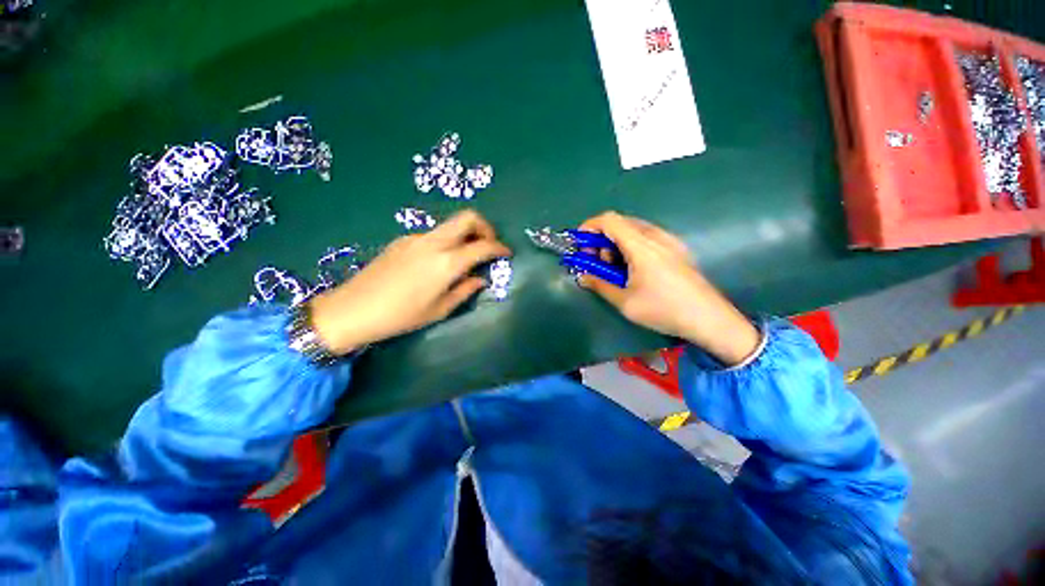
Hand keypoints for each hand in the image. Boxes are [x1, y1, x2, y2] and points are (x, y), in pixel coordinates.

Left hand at [308, 210, 510, 353]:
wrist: (353, 309)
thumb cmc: (401, 316)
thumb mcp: (440, 309)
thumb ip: (465, 290)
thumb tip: (480, 279)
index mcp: (446, 263)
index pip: (482, 246)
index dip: (499, 247)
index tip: (506, 253)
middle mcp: (433, 243)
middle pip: (467, 217)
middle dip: (485, 227)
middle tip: (488, 245)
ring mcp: (416, 238)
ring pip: (450, 226)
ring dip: (464, 236)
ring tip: (463, 259)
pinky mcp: (403, 240)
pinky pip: (433, 235)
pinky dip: (446, 243)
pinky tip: (438, 263)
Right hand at [577, 212, 760, 365]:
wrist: (710, 320)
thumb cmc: (664, 310)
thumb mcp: (625, 302)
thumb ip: (600, 285)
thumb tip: (583, 276)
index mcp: (641, 246)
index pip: (609, 220)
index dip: (590, 227)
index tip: (581, 245)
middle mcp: (656, 236)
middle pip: (621, 223)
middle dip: (602, 239)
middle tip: (599, 263)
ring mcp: (670, 241)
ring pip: (634, 230)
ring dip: (617, 244)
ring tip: (617, 269)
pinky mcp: (678, 249)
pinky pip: (648, 238)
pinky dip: (632, 247)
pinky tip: (635, 270)